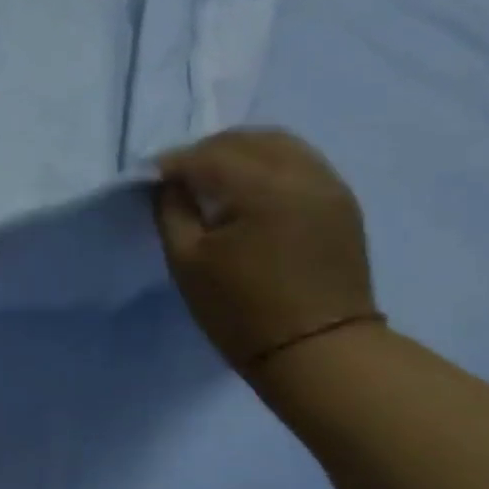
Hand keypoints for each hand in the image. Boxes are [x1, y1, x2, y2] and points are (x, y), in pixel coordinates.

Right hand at [154, 128, 379, 372]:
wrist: (318, 349)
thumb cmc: (240, 309)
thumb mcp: (186, 261)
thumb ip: (172, 211)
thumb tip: (169, 184)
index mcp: (263, 188)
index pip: (207, 155)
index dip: (170, 163)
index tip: (147, 179)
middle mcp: (303, 175)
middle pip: (247, 139)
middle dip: (205, 151)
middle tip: (177, 178)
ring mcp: (330, 186)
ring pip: (279, 144)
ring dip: (239, 153)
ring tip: (212, 180)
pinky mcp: (342, 203)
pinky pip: (300, 163)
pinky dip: (267, 165)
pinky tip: (248, 191)